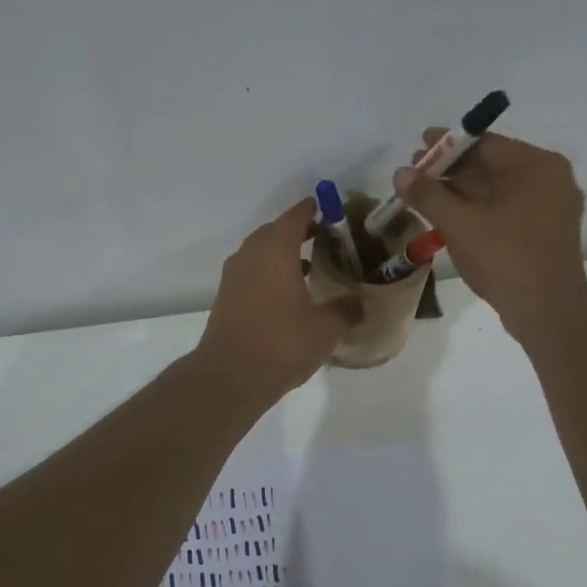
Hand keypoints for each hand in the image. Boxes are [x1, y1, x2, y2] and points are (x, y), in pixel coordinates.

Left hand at [195, 199, 360, 403]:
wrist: (230, 376)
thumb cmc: (282, 343)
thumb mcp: (326, 328)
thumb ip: (346, 310)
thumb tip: (359, 303)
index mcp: (275, 249)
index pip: (296, 216)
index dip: (314, 210)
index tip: (332, 210)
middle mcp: (251, 254)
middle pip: (276, 231)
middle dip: (300, 231)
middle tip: (327, 238)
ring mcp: (234, 275)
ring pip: (261, 252)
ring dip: (284, 254)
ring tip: (312, 266)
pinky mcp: (226, 296)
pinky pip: (252, 272)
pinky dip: (271, 273)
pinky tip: (290, 293)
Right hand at [393, 131, 586, 342]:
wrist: (547, 311)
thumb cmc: (505, 257)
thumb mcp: (459, 223)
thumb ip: (428, 194)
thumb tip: (400, 173)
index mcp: (537, 166)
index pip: (485, 144)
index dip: (447, 144)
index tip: (418, 145)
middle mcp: (549, 181)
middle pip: (491, 166)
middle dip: (451, 170)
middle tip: (414, 173)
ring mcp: (550, 208)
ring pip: (496, 190)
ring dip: (460, 192)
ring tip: (423, 196)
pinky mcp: (543, 233)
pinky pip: (505, 210)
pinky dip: (477, 210)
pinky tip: (447, 217)